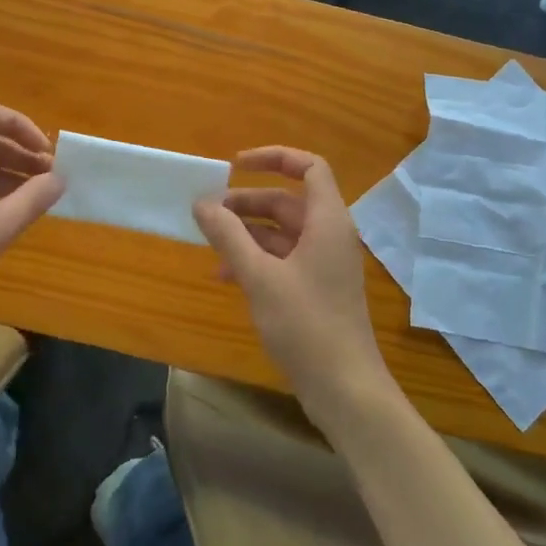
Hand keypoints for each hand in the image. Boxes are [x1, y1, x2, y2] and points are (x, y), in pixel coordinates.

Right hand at [193, 147, 396, 429]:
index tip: (235, 165)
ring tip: (209, 243)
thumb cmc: (305, 324)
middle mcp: (329, 235)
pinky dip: (255, 259)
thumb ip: (228, 236)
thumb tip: (201, 203)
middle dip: (246, 202)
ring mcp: (323, 263)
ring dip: (246, 233)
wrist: (344, 388)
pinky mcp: (316, 288)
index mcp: (327, 221)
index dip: (274, 157)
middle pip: (287, 201)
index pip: (310, 167)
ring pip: (282, 232)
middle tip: (208, 212)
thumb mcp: (259, 276)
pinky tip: (224, 277)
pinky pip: (283, 259)